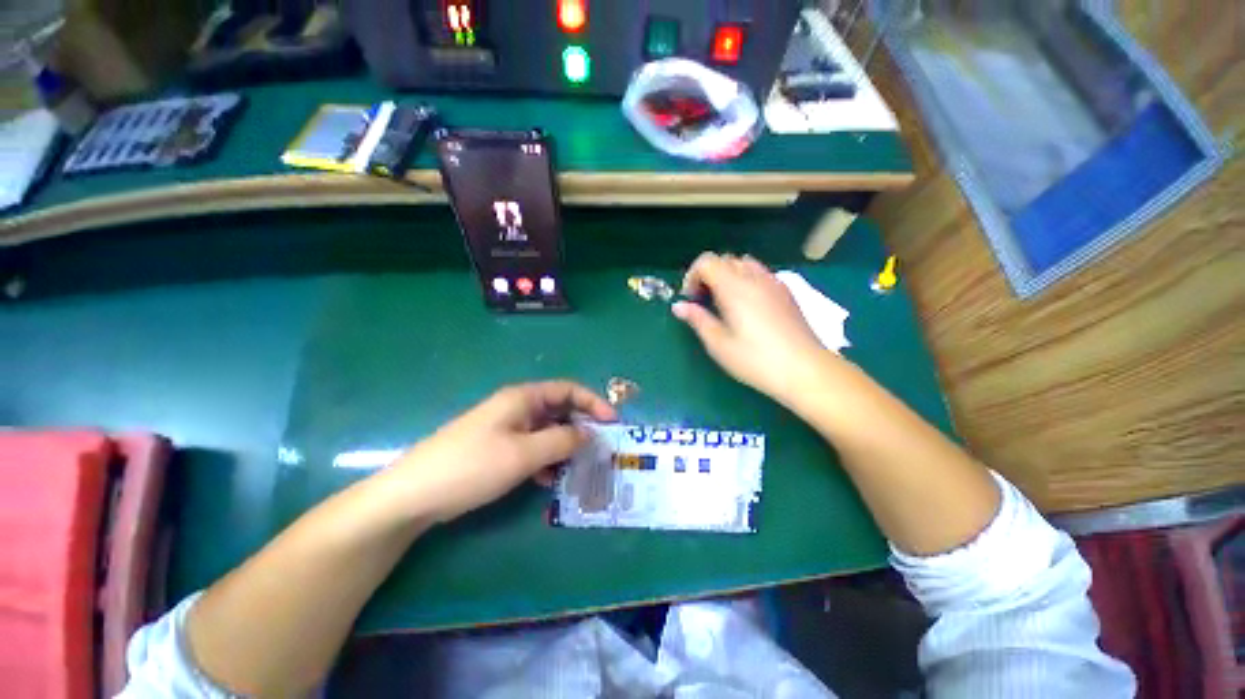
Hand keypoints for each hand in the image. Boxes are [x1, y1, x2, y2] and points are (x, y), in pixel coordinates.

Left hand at [387, 381, 615, 522]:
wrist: (414, 494)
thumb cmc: (473, 465)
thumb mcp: (524, 454)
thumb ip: (562, 441)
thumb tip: (589, 434)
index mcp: (523, 398)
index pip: (568, 390)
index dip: (593, 402)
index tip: (612, 422)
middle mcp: (517, 408)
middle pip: (558, 410)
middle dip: (580, 427)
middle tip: (597, 449)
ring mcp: (505, 428)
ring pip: (546, 431)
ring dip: (563, 446)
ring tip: (575, 467)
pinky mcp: (497, 447)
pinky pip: (531, 447)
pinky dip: (544, 459)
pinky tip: (546, 479)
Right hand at [672, 252, 833, 404]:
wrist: (805, 369)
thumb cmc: (755, 359)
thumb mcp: (718, 344)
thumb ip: (697, 319)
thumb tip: (678, 306)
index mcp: (733, 287)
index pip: (707, 261)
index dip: (692, 275)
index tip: (690, 298)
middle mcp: (754, 277)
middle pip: (725, 259)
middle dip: (708, 275)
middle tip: (704, 301)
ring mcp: (773, 282)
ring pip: (744, 263)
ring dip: (728, 275)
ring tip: (725, 302)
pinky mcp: (786, 292)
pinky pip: (761, 273)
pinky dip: (746, 280)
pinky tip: (748, 306)